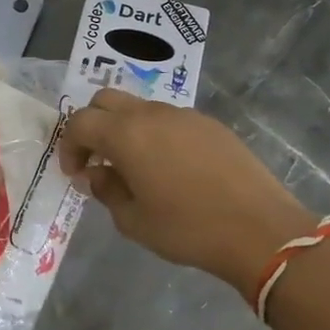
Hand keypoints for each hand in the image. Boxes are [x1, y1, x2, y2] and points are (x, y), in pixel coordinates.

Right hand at [58, 90, 317, 300]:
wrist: (260, 229)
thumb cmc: (188, 229)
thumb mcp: (133, 221)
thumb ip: (106, 191)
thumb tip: (94, 174)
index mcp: (126, 134)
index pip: (81, 122)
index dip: (70, 145)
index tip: (76, 173)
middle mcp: (152, 114)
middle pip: (107, 100)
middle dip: (93, 125)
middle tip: (97, 160)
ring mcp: (185, 115)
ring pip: (141, 108)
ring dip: (125, 129)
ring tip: (134, 167)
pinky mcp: (211, 125)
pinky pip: (170, 120)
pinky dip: (155, 134)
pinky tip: (170, 168)